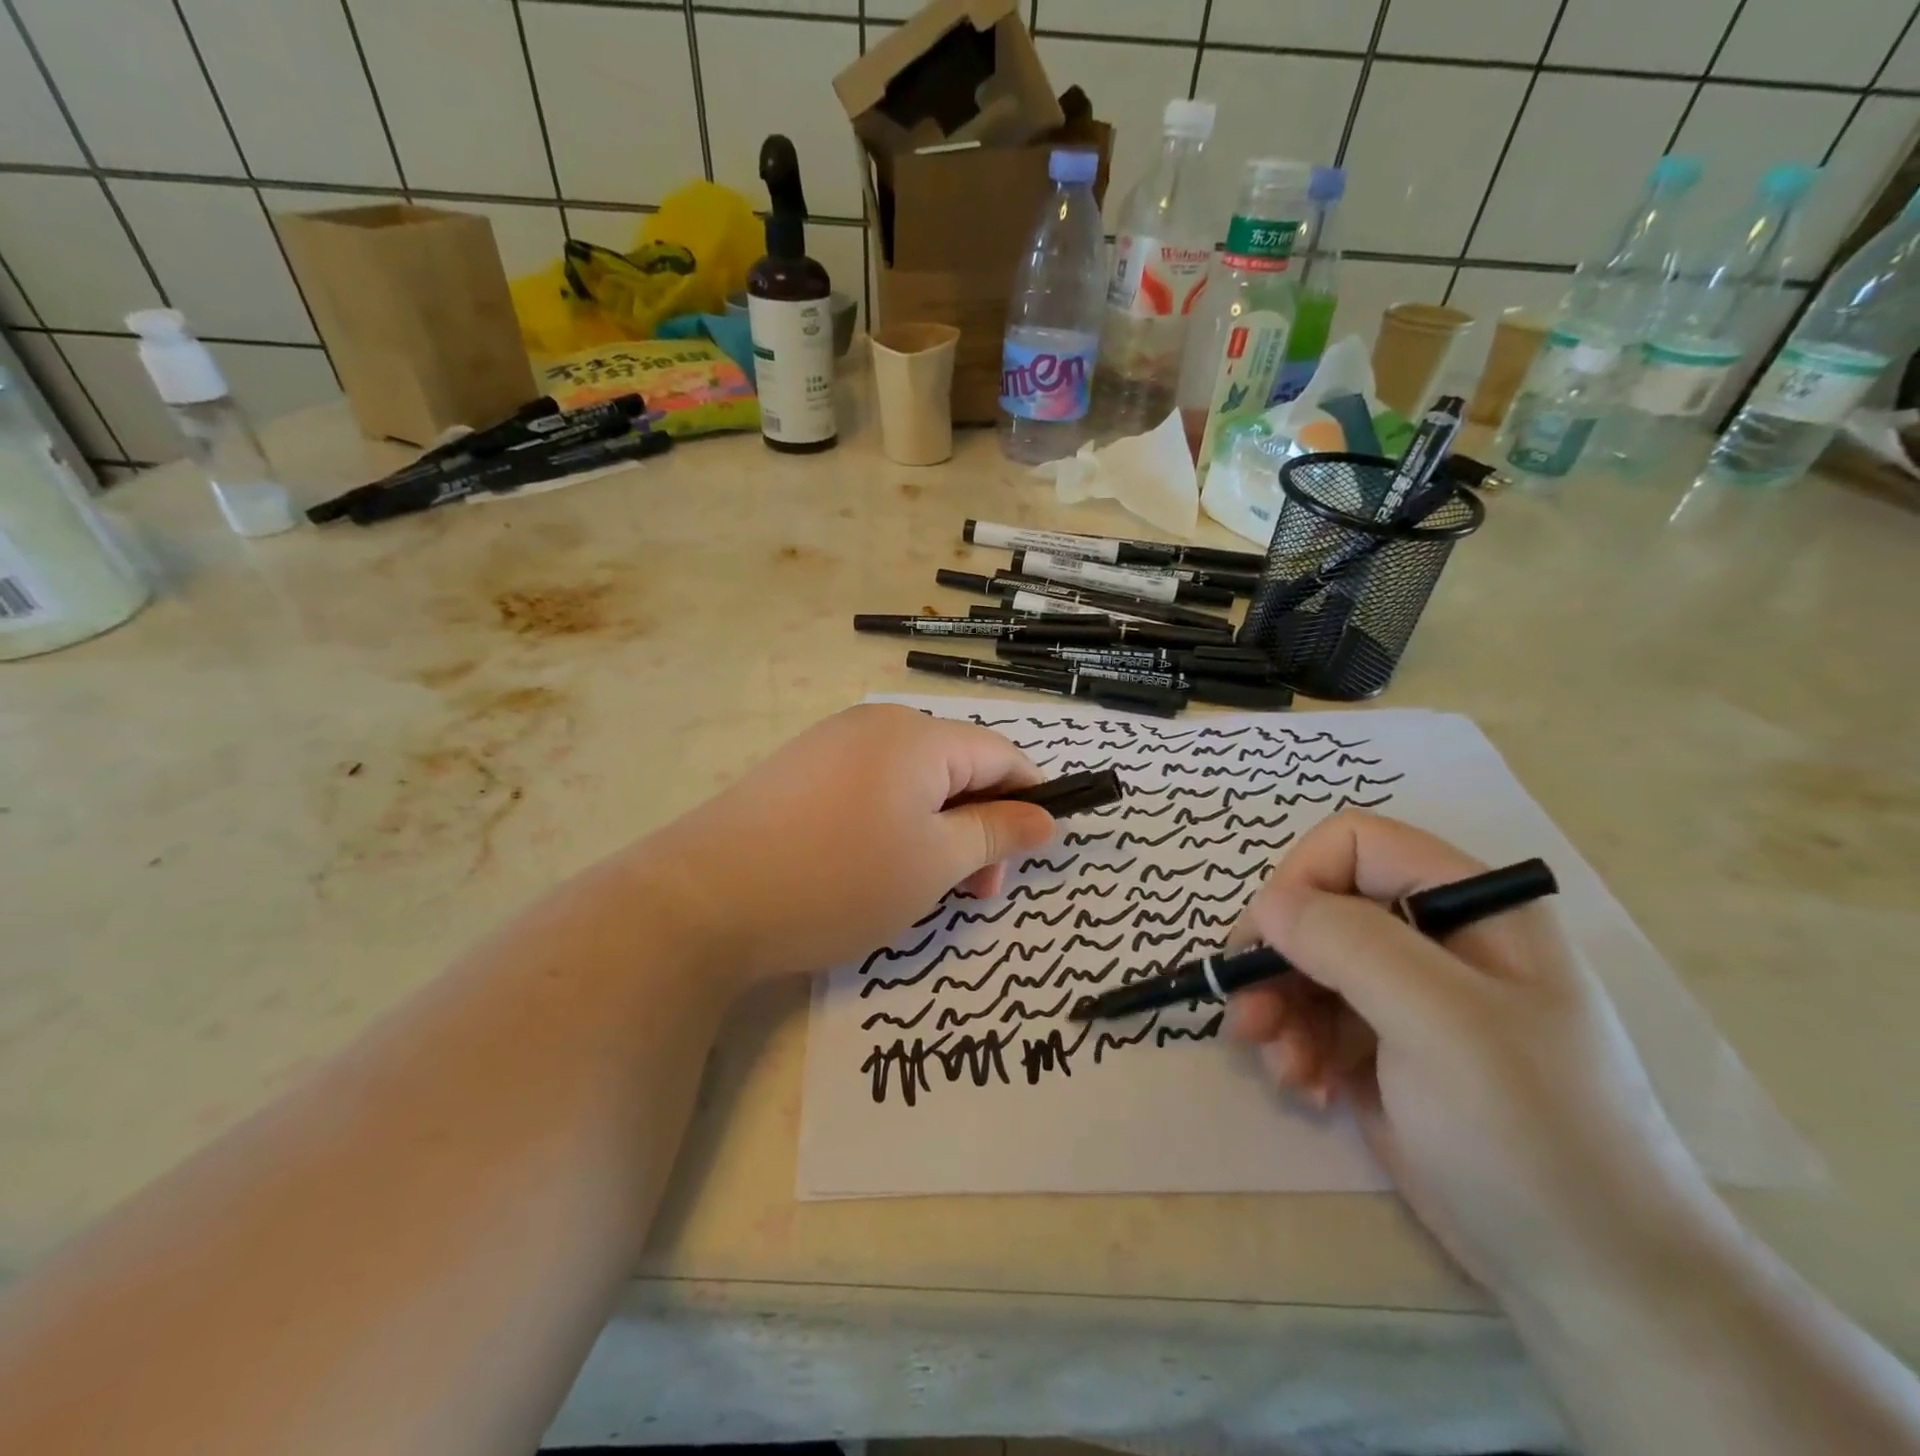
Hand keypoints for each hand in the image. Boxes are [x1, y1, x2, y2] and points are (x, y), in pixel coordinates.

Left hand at [644, 705, 1055, 984]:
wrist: (704, 899)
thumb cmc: (839, 879)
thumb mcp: (935, 863)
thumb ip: (997, 833)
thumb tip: (1043, 817)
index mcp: (920, 736)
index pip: (1002, 754)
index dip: (1031, 797)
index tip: (1038, 848)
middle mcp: (878, 725)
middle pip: (957, 767)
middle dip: (980, 827)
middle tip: (976, 893)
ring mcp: (833, 744)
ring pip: (914, 782)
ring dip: (938, 831)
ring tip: (926, 890)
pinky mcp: (801, 771)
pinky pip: (872, 789)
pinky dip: (894, 825)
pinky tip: (876, 869)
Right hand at [1225, 811, 1718, 1302]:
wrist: (1592, 1279)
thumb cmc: (1530, 1131)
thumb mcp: (1440, 1022)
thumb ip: (1349, 944)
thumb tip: (1268, 905)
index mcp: (1467, 905)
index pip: (1355, 845)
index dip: (1300, 881)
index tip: (1265, 945)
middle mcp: (1433, 937)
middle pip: (1320, 909)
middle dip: (1276, 960)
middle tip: (1249, 1017)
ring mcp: (1408, 995)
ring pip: (1306, 964)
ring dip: (1278, 1010)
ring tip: (1280, 1066)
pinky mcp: (1386, 1047)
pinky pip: (1315, 1018)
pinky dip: (1297, 1046)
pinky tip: (1308, 1088)